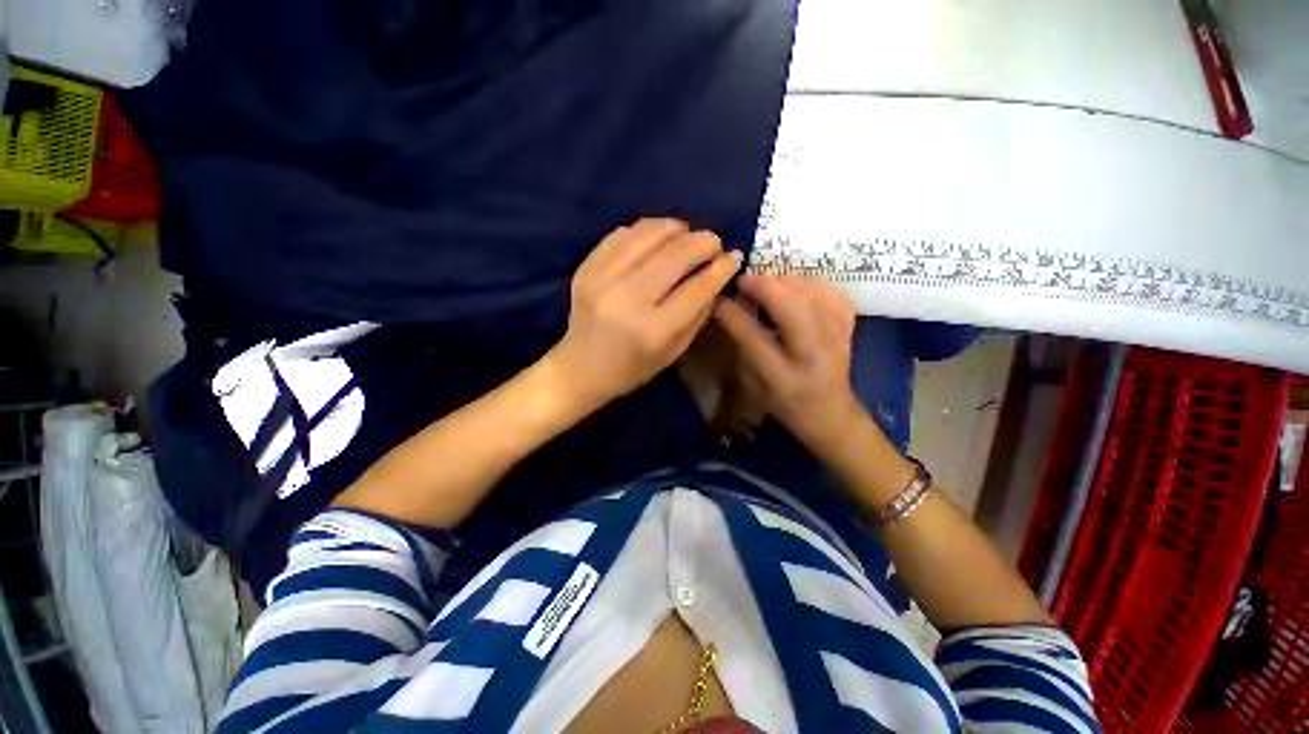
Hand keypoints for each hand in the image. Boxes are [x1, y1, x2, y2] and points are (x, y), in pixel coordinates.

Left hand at [548, 219, 743, 408]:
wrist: (580, 368)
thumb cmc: (632, 368)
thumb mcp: (673, 352)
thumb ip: (698, 314)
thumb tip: (716, 275)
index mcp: (652, 330)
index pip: (696, 289)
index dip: (721, 269)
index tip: (734, 257)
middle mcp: (627, 299)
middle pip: (675, 255)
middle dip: (703, 242)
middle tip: (713, 244)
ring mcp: (602, 279)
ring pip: (648, 234)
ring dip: (676, 228)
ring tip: (687, 235)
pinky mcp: (586, 268)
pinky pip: (622, 234)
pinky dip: (646, 231)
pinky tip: (657, 239)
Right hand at [713, 275, 862, 456]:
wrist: (830, 413)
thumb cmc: (784, 402)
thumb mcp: (753, 384)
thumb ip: (742, 346)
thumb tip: (734, 306)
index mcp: (783, 377)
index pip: (754, 338)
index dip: (733, 314)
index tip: (720, 300)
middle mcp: (812, 355)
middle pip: (792, 309)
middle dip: (764, 286)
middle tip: (745, 281)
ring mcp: (836, 339)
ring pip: (814, 295)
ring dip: (786, 281)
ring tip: (768, 284)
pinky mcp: (848, 328)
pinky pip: (833, 293)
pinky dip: (812, 283)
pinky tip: (797, 287)